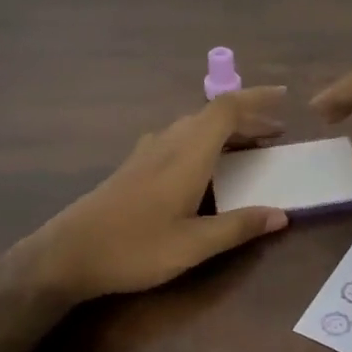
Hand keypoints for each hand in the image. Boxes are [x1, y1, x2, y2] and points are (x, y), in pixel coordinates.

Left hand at [31, 86, 291, 300]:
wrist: (67, 254)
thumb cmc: (133, 248)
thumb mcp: (193, 245)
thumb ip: (238, 226)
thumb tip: (282, 214)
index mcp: (187, 154)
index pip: (226, 109)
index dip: (257, 98)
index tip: (285, 97)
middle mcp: (168, 143)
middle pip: (212, 115)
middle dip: (248, 118)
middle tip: (276, 133)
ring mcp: (148, 152)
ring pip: (194, 126)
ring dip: (225, 129)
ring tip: (250, 147)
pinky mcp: (135, 165)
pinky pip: (179, 137)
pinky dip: (204, 140)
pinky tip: (205, 164)